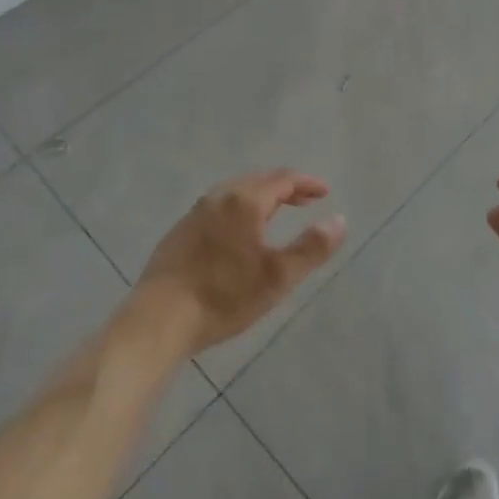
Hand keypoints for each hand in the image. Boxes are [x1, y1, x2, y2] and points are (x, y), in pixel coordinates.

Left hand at [133, 169, 346, 355]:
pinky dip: (239, 209)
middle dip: (285, 188)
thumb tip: (339, 220)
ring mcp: (195, 213)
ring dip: (261, 197)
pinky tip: (239, 233)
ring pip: (236, 193)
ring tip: (276, 213)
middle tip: (305, 200)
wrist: (158, 319)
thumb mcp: (277, 277)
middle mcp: (219, 197)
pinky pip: (218, 208)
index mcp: (245, 201)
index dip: (306, 183)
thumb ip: (311, 247)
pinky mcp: (179, 232)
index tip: (325, 192)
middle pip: (258, 181)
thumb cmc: (223, 296)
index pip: (283, 179)